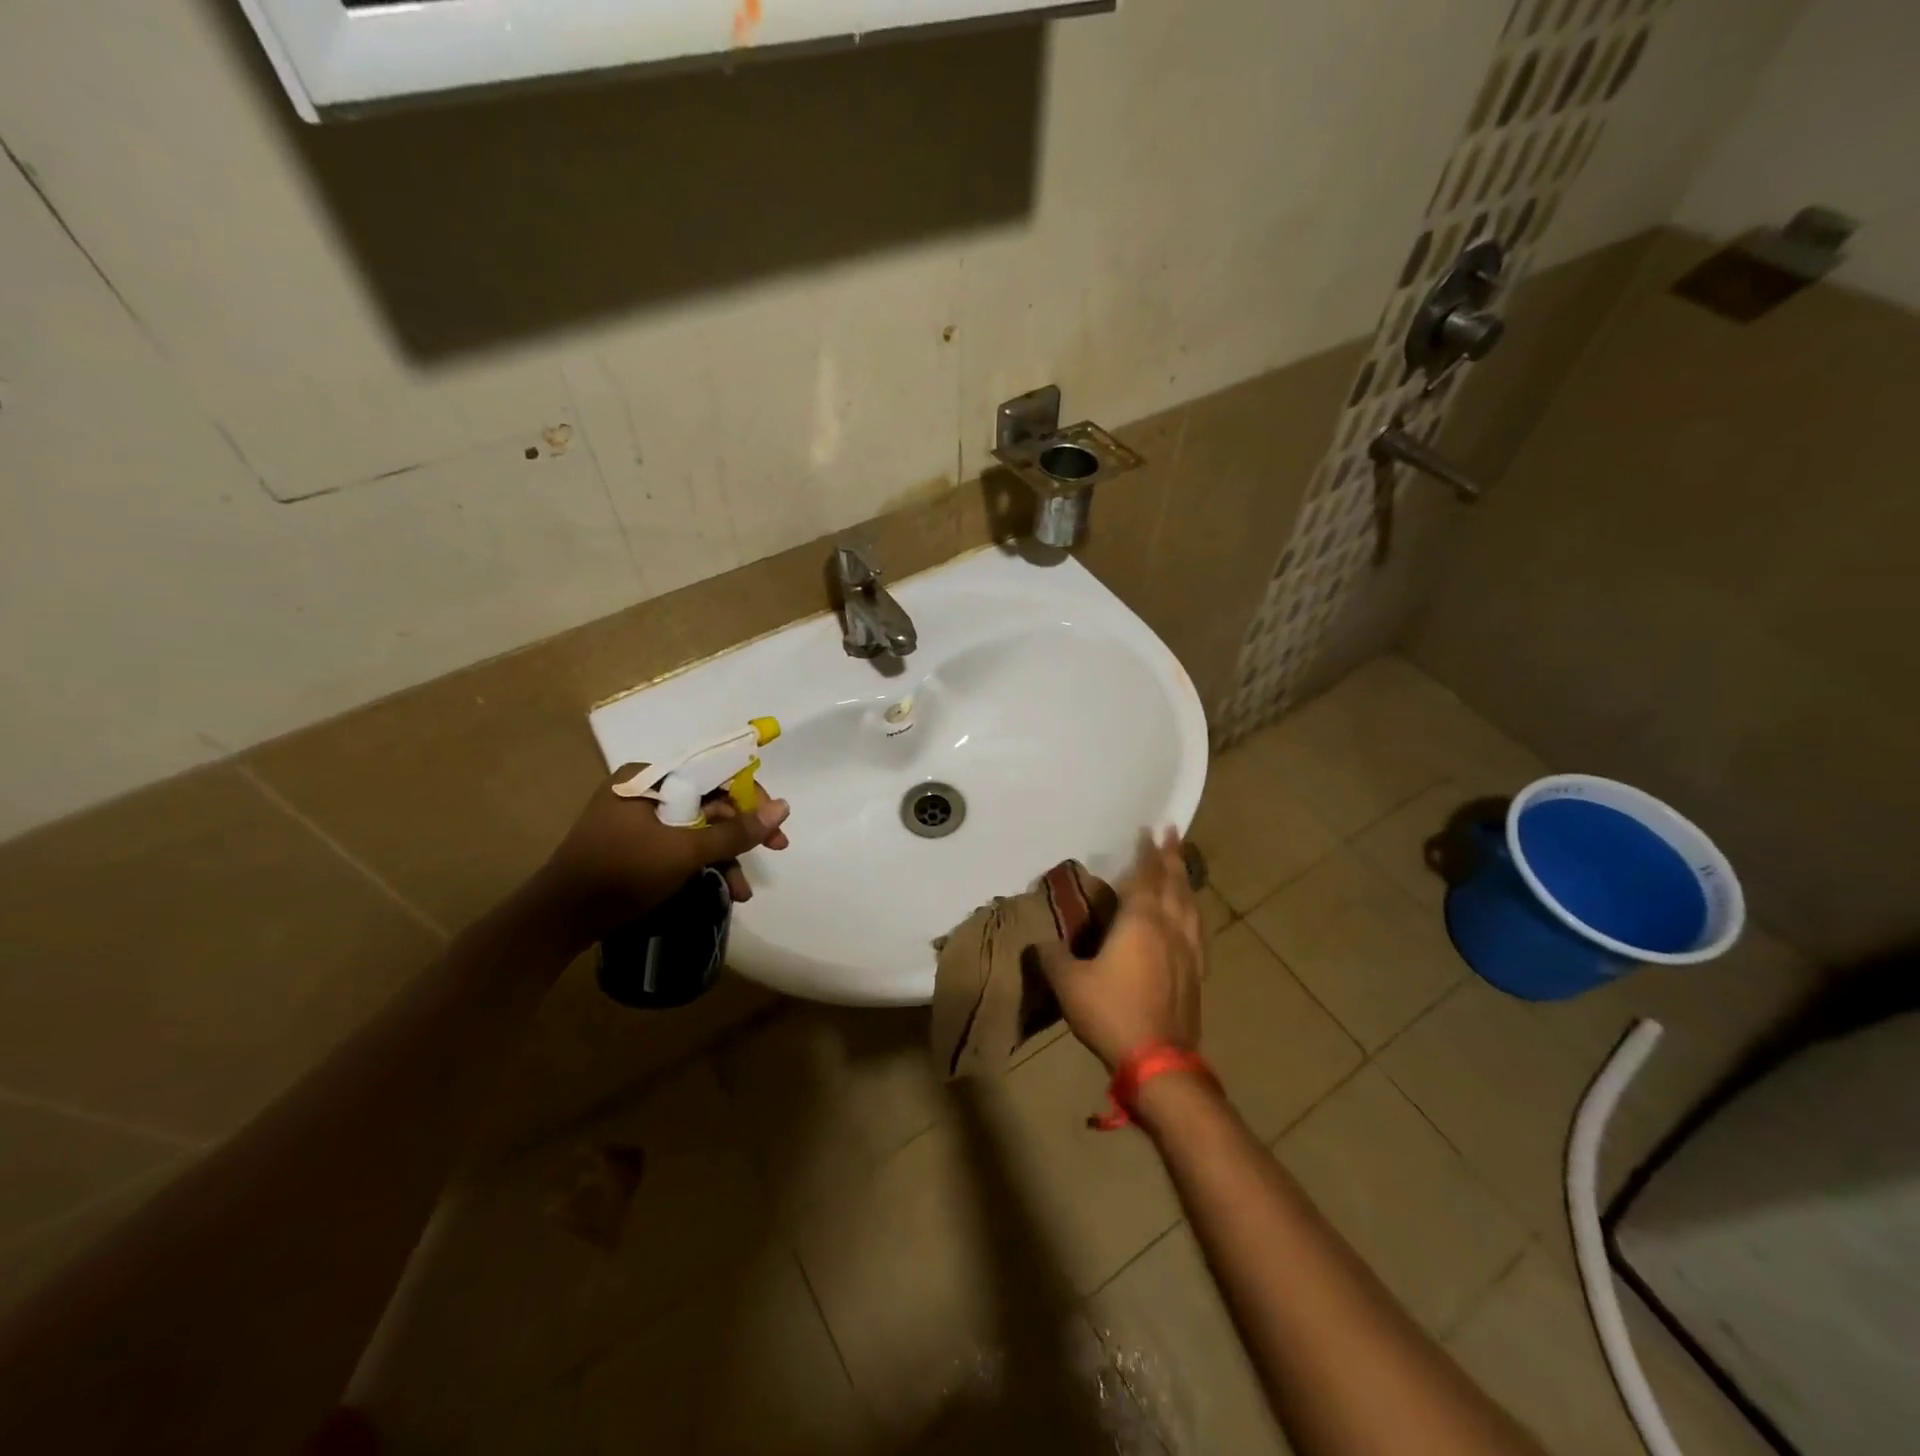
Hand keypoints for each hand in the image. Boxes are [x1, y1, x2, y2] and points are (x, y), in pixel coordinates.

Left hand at [538, 764, 790, 945]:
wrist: (558, 920)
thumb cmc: (621, 873)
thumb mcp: (684, 852)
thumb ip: (736, 831)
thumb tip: (784, 808)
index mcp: (649, 778)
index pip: (714, 774)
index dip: (751, 797)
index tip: (775, 824)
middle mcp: (645, 791)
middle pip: (709, 803)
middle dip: (740, 834)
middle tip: (775, 850)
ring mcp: (639, 820)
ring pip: (698, 829)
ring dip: (725, 857)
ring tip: (742, 892)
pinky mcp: (636, 846)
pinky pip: (680, 845)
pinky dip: (701, 864)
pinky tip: (721, 889)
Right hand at [1038, 829, 1202, 1070]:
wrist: (1159, 1061)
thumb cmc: (1111, 1012)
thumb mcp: (1068, 983)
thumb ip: (1052, 957)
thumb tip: (1039, 941)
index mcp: (1141, 922)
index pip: (1145, 876)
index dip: (1146, 852)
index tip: (1149, 829)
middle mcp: (1170, 928)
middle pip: (1174, 883)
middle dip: (1172, 856)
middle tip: (1173, 833)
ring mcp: (1189, 951)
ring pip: (1191, 905)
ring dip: (1185, 880)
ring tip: (1182, 866)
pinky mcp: (1196, 973)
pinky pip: (1198, 929)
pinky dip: (1193, 911)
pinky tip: (1192, 917)